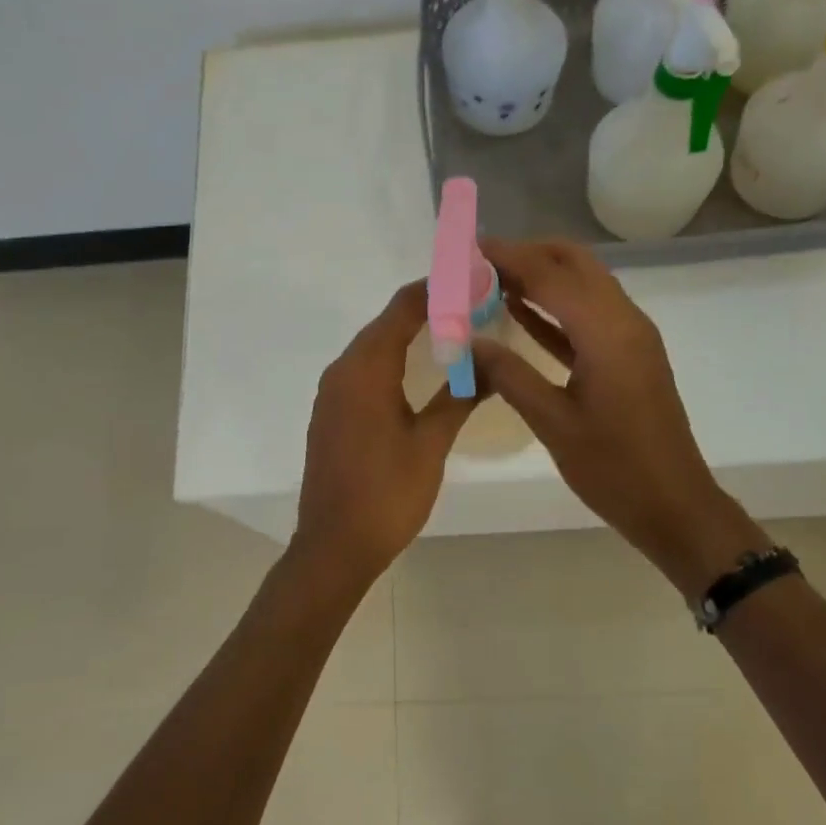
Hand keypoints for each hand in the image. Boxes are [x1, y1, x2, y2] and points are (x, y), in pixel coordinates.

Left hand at [294, 281, 478, 586]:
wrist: (334, 546)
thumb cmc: (386, 494)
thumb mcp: (430, 444)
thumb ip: (461, 397)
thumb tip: (493, 364)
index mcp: (365, 370)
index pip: (402, 309)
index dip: (436, 288)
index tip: (470, 278)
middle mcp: (342, 371)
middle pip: (386, 323)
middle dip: (427, 308)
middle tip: (473, 304)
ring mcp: (333, 393)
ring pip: (374, 346)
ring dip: (410, 333)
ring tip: (455, 329)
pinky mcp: (332, 413)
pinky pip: (364, 370)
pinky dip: (393, 359)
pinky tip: (421, 369)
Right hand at [471, 239, 769, 596]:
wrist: (674, 505)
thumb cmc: (614, 468)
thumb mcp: (553, 423)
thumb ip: (510, 375)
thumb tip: (469, 340)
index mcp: (607, 332)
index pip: (550, 275)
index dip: (507, 257)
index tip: (467, 247)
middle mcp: (624, 320)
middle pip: (574, 264)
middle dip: (527, 255)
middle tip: (478, 263)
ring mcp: (630, 337)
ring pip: (582, 285)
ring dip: (541, 276)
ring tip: (489, 280)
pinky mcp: (628, 356)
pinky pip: (587, 316)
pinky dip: (554, 307)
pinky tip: (517, 311)